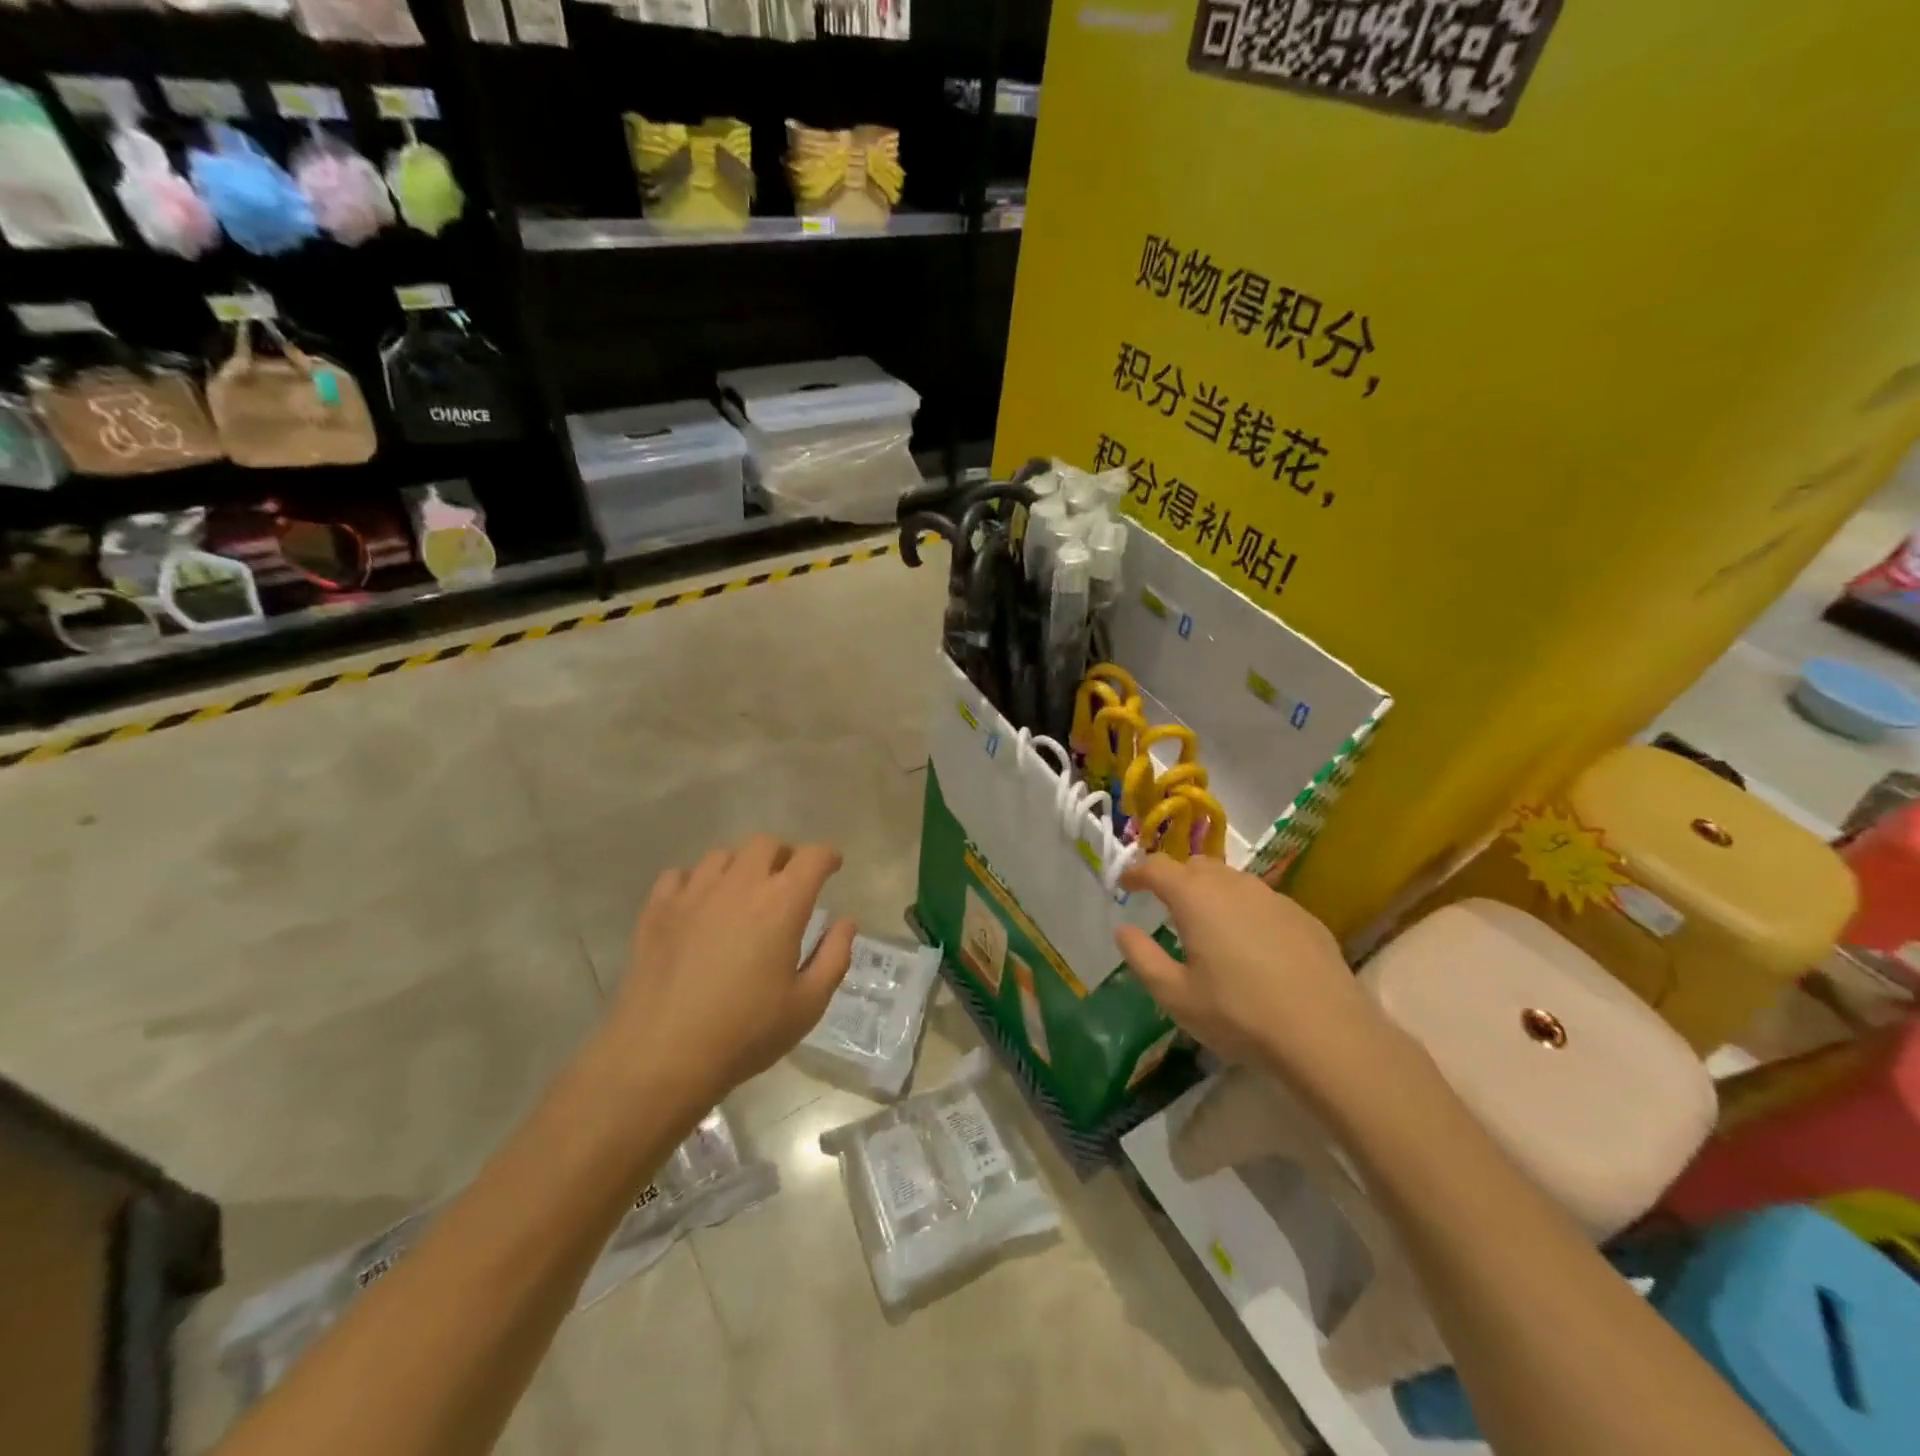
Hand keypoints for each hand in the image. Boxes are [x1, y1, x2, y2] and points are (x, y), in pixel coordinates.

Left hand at [601, 834, 856, 1118]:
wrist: (661, 1056)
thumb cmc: (745, 1033)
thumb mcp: (807, 1005)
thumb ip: (834, 956)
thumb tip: (845, 922)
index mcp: (782, 903)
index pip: (812, 857)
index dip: (827, 856)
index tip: (832, 867)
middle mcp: (739, 884)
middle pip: (766, 844)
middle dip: (784, 856)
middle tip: (788, 882)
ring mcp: (693, 893)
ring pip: (722, 855)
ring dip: (740, 866)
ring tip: (742, 894)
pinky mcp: (657, 910)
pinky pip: (679, 875)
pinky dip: (695, 882)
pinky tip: (698, 906)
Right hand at [1114, 855, 1382, 1096]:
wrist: (1326, 1033)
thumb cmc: (1239, 1013)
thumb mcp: (1176, 995)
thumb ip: (1142, 957)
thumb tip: (1123, 930)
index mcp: (1195, 897)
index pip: (1156, 866)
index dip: (1136, 871)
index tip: (1125, 883)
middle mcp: (1233, 885)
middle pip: (1195, 865)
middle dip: (1175, 877)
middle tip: (1164, 903)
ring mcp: (1273, 897)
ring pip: (1231, 880)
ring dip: (1211, 891)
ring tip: (1207, 923)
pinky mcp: (1303, 916)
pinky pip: (1262, 900)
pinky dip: (1244, 910)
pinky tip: (1251, 944)